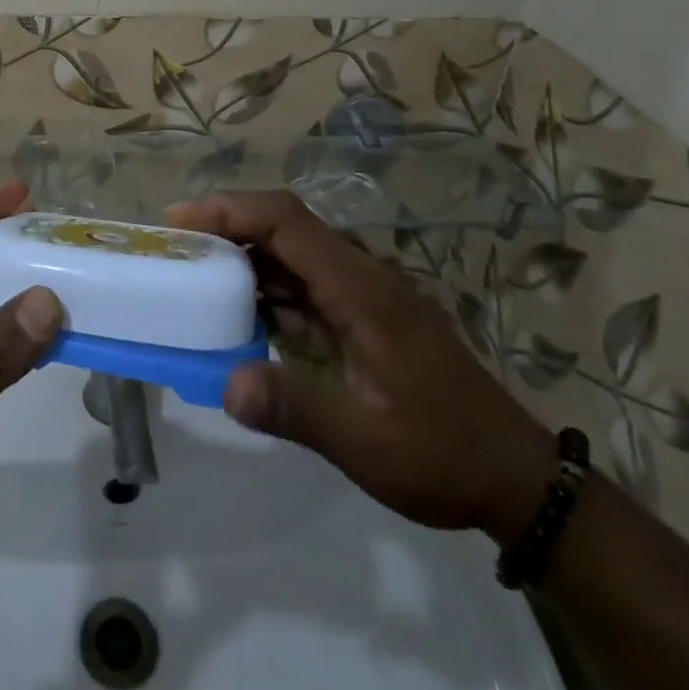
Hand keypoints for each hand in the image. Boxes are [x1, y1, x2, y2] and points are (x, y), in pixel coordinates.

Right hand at [166, 192, 558, 544]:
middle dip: (226, 228)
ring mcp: (363, 295)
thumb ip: (295, 408)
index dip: (230, 210)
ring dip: (242, 257)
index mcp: (361, 289)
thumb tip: (225, 383)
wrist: (514, 478)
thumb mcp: (365, 441)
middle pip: (284, 226)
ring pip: (291, 253)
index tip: (179, 221)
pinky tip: (239, 315)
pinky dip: (264, 289)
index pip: (287, 221)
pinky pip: (303, 284)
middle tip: (174, 249)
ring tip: (193, 276)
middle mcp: (360, 276)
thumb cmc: (442, 453)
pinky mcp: (362, 316)